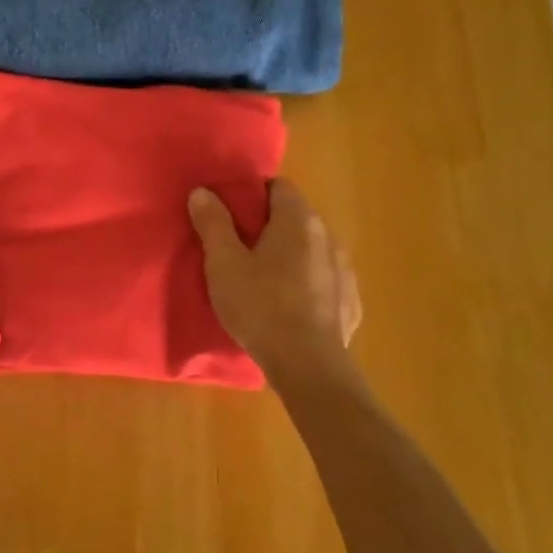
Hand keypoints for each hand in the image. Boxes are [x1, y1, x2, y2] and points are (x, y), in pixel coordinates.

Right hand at [188, 178, 361, 380]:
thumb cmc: (260, 306)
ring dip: (289, 255)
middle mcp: (328, 237)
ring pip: (311, 250)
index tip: (230, 212)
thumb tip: (203, 192)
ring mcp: (344, 270)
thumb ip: (213, 224)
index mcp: (298, 221)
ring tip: (262, 279)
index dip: (253, 193)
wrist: (308, 365)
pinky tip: (288, 306)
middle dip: (268, 225)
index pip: (279, 186)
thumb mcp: (223, 264)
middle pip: (296, 217)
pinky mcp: (350, 302)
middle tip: (237, 246)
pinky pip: (323, 281)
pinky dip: (306, 284)